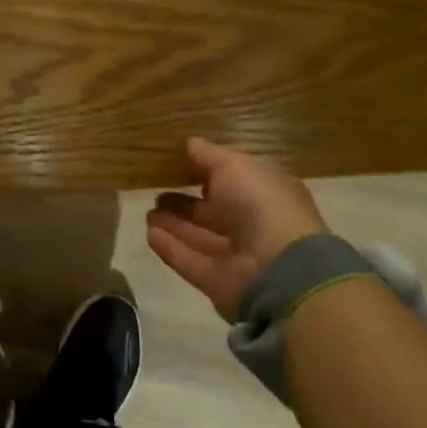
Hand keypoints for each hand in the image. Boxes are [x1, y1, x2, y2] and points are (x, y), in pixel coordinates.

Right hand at [146, 138, 326, 320]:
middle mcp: (253, 224)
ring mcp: (238, 256)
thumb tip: (189, 144)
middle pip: (214, 211)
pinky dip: (171, 248)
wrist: (280, 269)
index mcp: (265, 192)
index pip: (234, 179)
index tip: (178, 163)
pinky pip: (191, 262)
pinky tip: (149, 233)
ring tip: (147, 211)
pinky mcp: (220, 283)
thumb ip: (209, 155)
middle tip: (156, 191)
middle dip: (185, 202)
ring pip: (200, 237)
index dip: (208, 171)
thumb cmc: (261, 204)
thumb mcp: (234, 165)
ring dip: (174, 224)